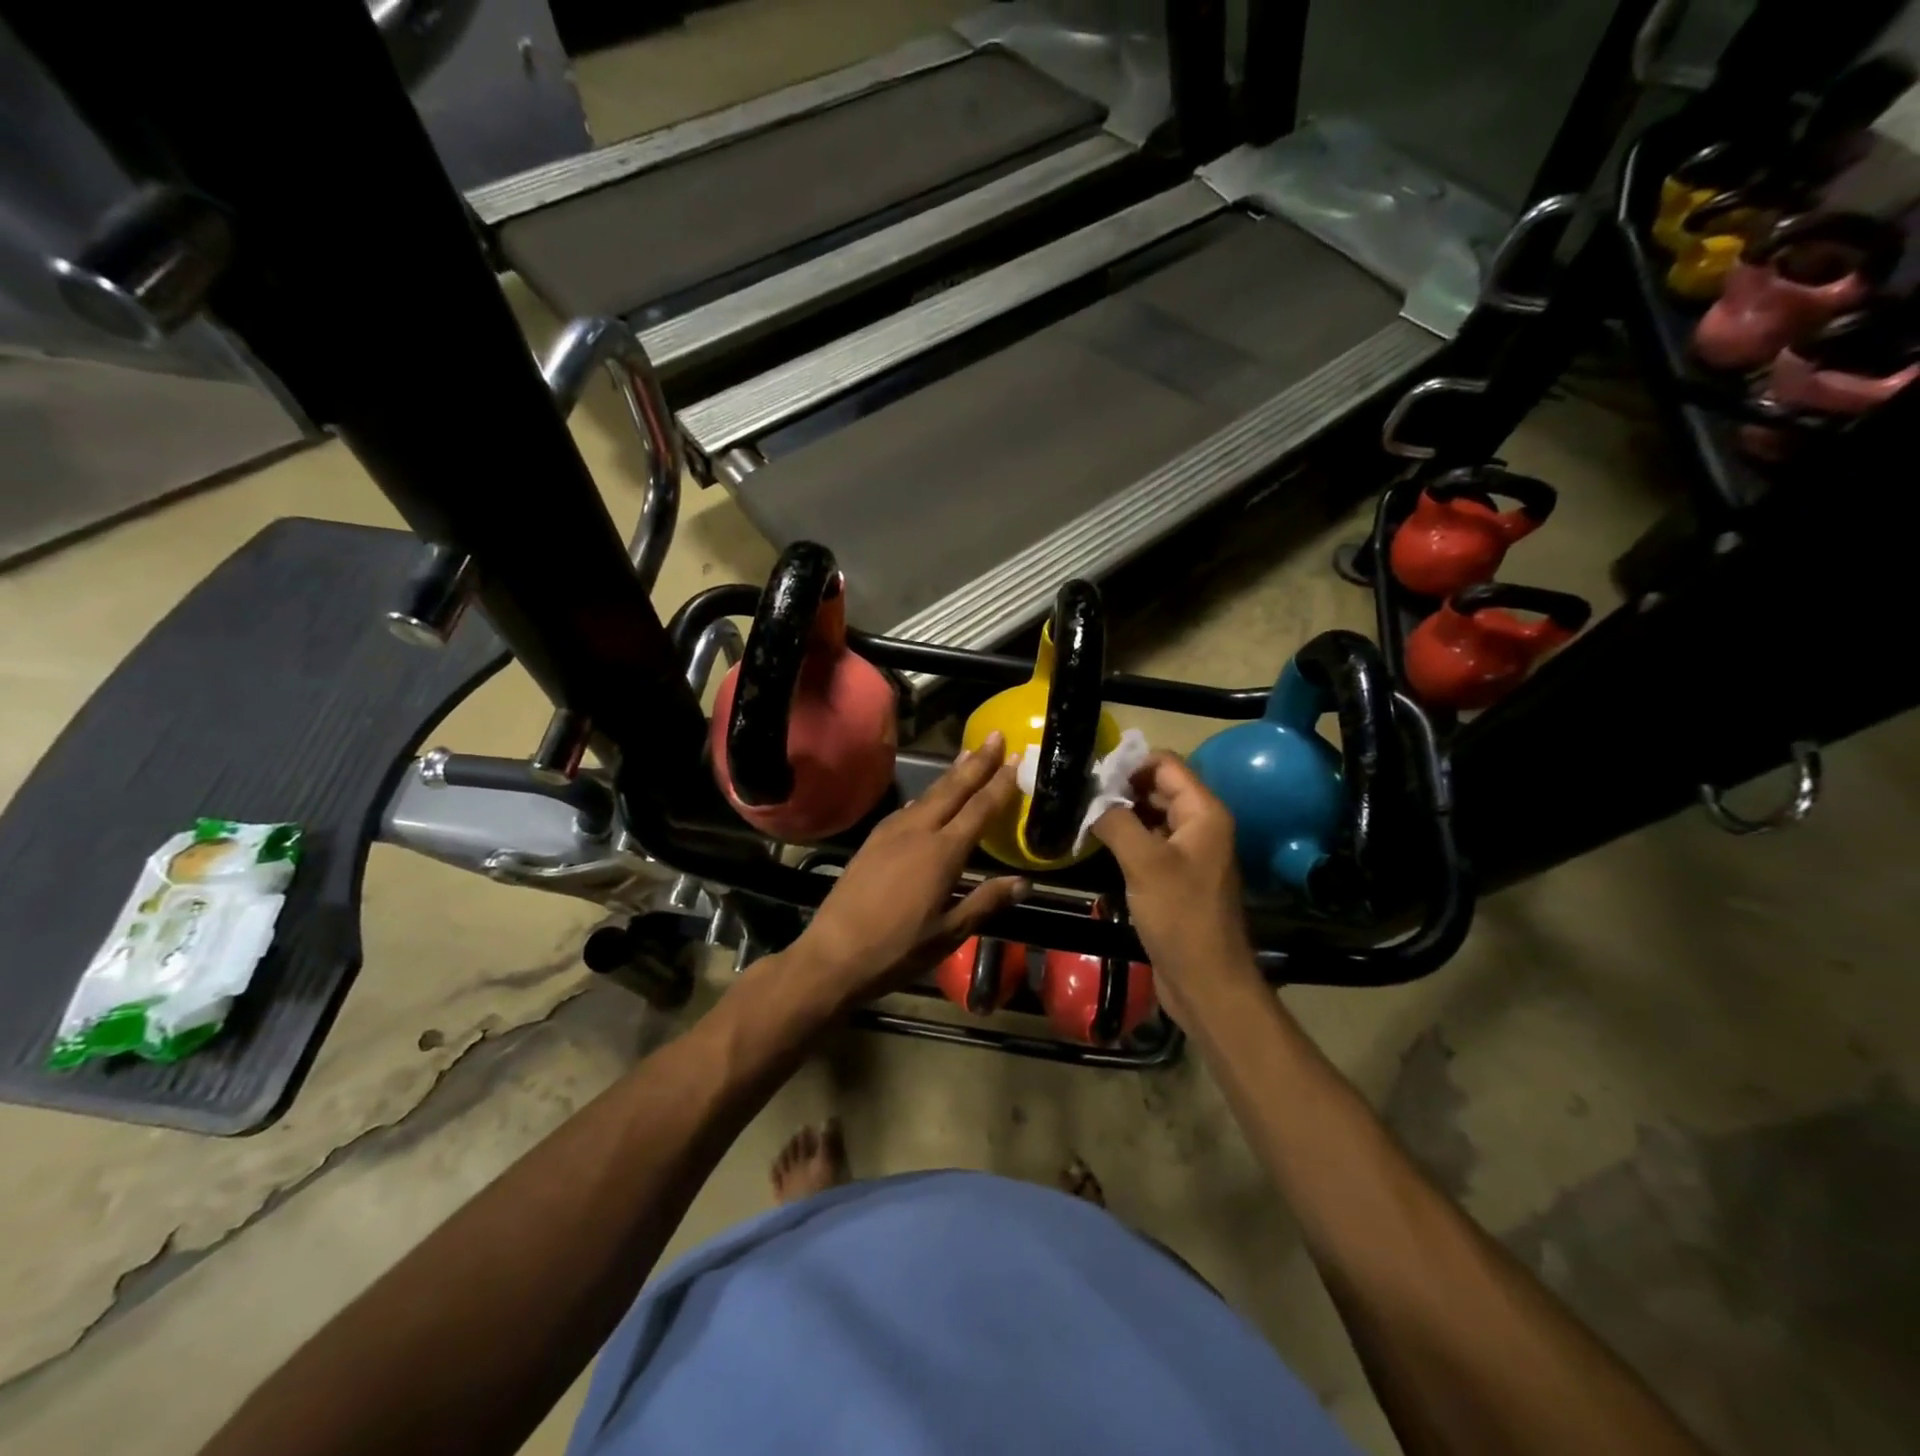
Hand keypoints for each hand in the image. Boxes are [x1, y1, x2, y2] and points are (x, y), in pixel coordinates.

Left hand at [788, 732, 1026, 1004]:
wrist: (832, 954)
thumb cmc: (897, 950)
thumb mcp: (949, 933)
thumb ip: (985, 902)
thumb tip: (1023, 882)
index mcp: (942, 853)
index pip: (979, 809)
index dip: (1000, 784)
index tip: (1016, 759)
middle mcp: (917, 832)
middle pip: (953, 789)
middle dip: (977, 762)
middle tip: (995, 736)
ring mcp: (891, 833)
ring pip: (928, 794)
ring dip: (951, 774)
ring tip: (968, 756)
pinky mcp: (872, 840)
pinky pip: (907, 808)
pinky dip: (926, 794)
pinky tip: (928, 796)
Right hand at [1091, 753, 1260, 1018]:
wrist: (1205, 980)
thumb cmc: (1180, 916)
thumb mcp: (1145, 863)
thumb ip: (1116, 821)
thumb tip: (1090, 797)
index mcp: (1204, 812)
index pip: (1166, 764)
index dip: (1129, 763)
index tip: (1089, 774)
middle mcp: (1200, 825)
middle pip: (1158, 788)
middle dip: (1120, 787)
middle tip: (1078, 794)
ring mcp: (1188, 852)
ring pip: (1151, 816)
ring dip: (1120, 813)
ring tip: (1080, 814)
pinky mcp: (1175, 876)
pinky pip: (1149, 843)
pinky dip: (1125, 837)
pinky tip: (1095, 842)